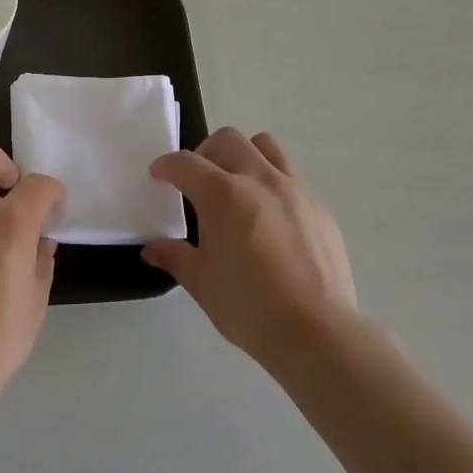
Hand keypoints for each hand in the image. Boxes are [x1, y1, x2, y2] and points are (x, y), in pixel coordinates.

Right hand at [143, 128, 356, 369]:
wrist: (317, 332)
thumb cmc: (249, 306)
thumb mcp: (202, 283)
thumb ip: (175, 257)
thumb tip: (152, 249)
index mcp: (223, 194)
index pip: (186, 163)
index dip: (166, 166)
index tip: (158, 176)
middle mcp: (259, 179)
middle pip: (228, 140)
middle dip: (205, 152)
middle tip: (197, 180)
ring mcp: (294, 189)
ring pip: (265, 146)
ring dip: (243, 155)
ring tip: (237, 185)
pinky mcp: (319, 206)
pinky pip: (291, 176)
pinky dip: (272, 182)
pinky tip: (270, 217)